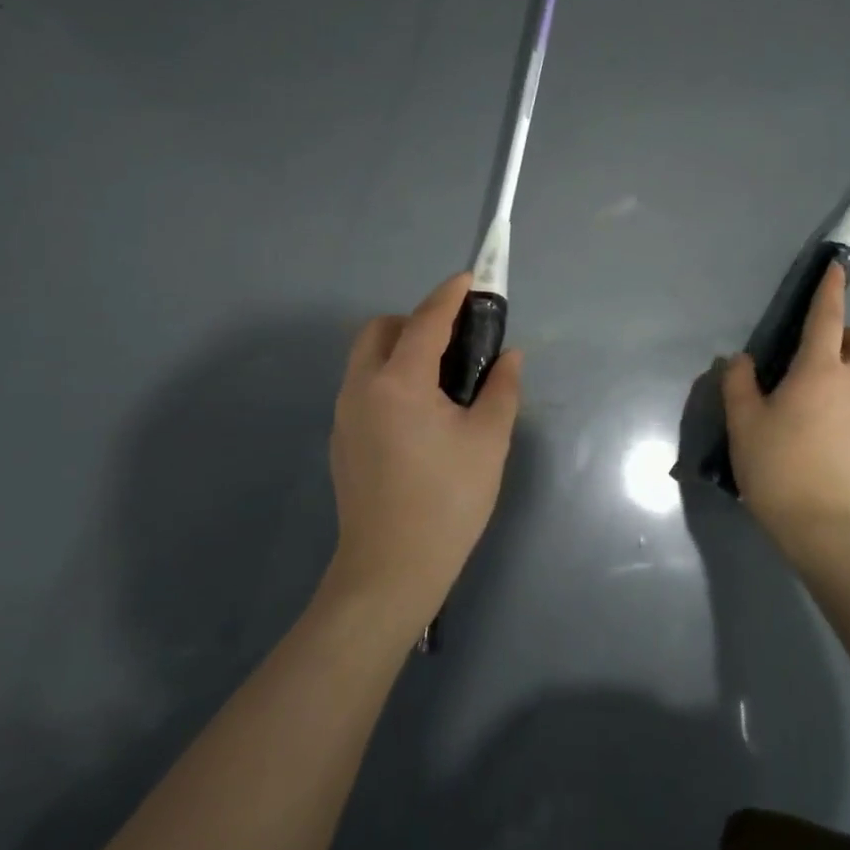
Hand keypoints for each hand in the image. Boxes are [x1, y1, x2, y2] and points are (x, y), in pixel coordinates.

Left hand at [328, 272, 522, 624]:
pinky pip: (362, 386)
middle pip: (380, 329)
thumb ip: (501, 389)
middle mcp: (361, 388)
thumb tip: (509, 356)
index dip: (450, 295)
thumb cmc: (448, 502)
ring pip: (366, 357)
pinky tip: (418, 414)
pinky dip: (387, 377)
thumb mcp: (488, 442)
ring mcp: (344, 414)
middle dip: (415, 320)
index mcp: (399, 383)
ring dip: (399, 348)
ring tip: (440, 378)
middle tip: (454, 341)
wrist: (391, 570)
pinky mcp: (341, 439)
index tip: (470, 279)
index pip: (426, 321)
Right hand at [723, 263, 849, 555]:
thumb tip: (742, 362)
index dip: (832, 290)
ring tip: (794, 399)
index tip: (837, 268)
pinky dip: (832, 406)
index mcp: (819, 373)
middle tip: (816, 349)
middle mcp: (848, 388)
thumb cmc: (776, 463)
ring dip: (837, 374)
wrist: (817, 524)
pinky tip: (802, 433)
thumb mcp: (744, 421)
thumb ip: (739, 383)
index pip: (829, 319)